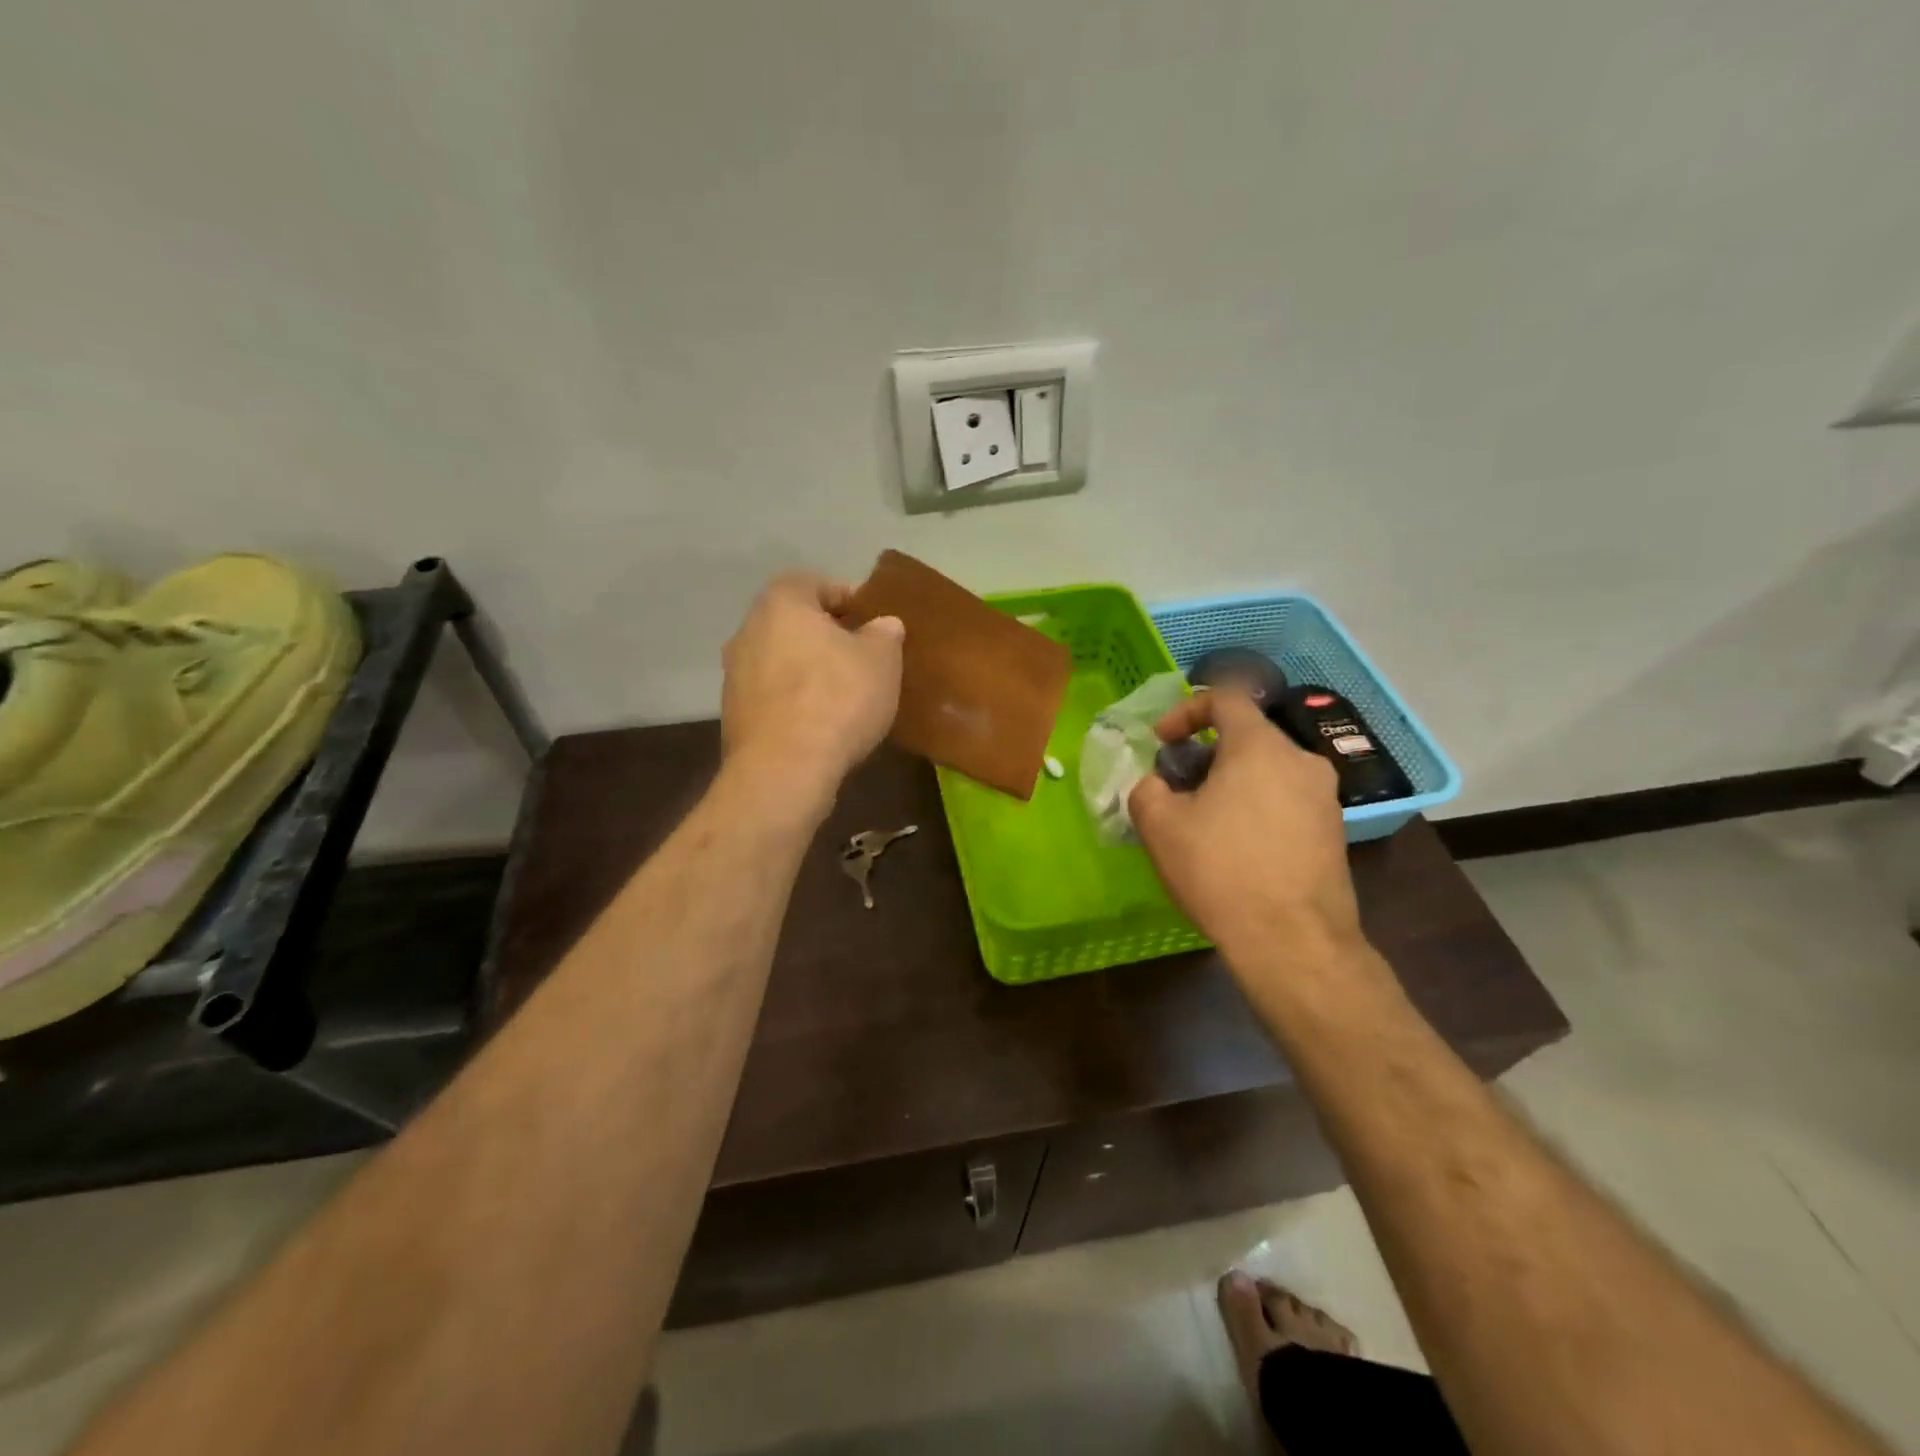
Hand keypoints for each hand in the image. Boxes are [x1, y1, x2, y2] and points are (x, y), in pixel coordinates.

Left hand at [721, 572, 903, 801]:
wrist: (784, 769)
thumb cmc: (837, 699)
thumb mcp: (881, 660)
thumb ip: (884, 634)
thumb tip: (883, 625)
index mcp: (782, 603)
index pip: (816, 584)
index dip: (849, 598)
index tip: (873, 621)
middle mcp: (748, 630)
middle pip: (794, 623)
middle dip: (827, 636)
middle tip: (862, 656)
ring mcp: (734, 674)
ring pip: (781, 660)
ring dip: (808, 669)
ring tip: (844, 692)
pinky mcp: (734, 714)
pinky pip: (773, 695)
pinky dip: (795, 700)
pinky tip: (821, 722)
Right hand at [1128, 690, 1362, 967]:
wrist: (1293, 941)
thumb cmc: (1220, 870)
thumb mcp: (1159, 825)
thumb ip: (1147, 789)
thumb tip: (1158, 785)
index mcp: (1260, 746)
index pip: (1224, 698)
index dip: (1184, 712)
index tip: (1161, 744)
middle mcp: (1301, 760)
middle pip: (1246, 737)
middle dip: (1203, 754)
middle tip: (1176, 789)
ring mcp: (1324, 798)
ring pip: (1266, 770)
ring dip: (1229, 783)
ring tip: (1202, 822)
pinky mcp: (1333, 832)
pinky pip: (1284, 801)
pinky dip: (1254, 808)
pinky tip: (1235, 849)